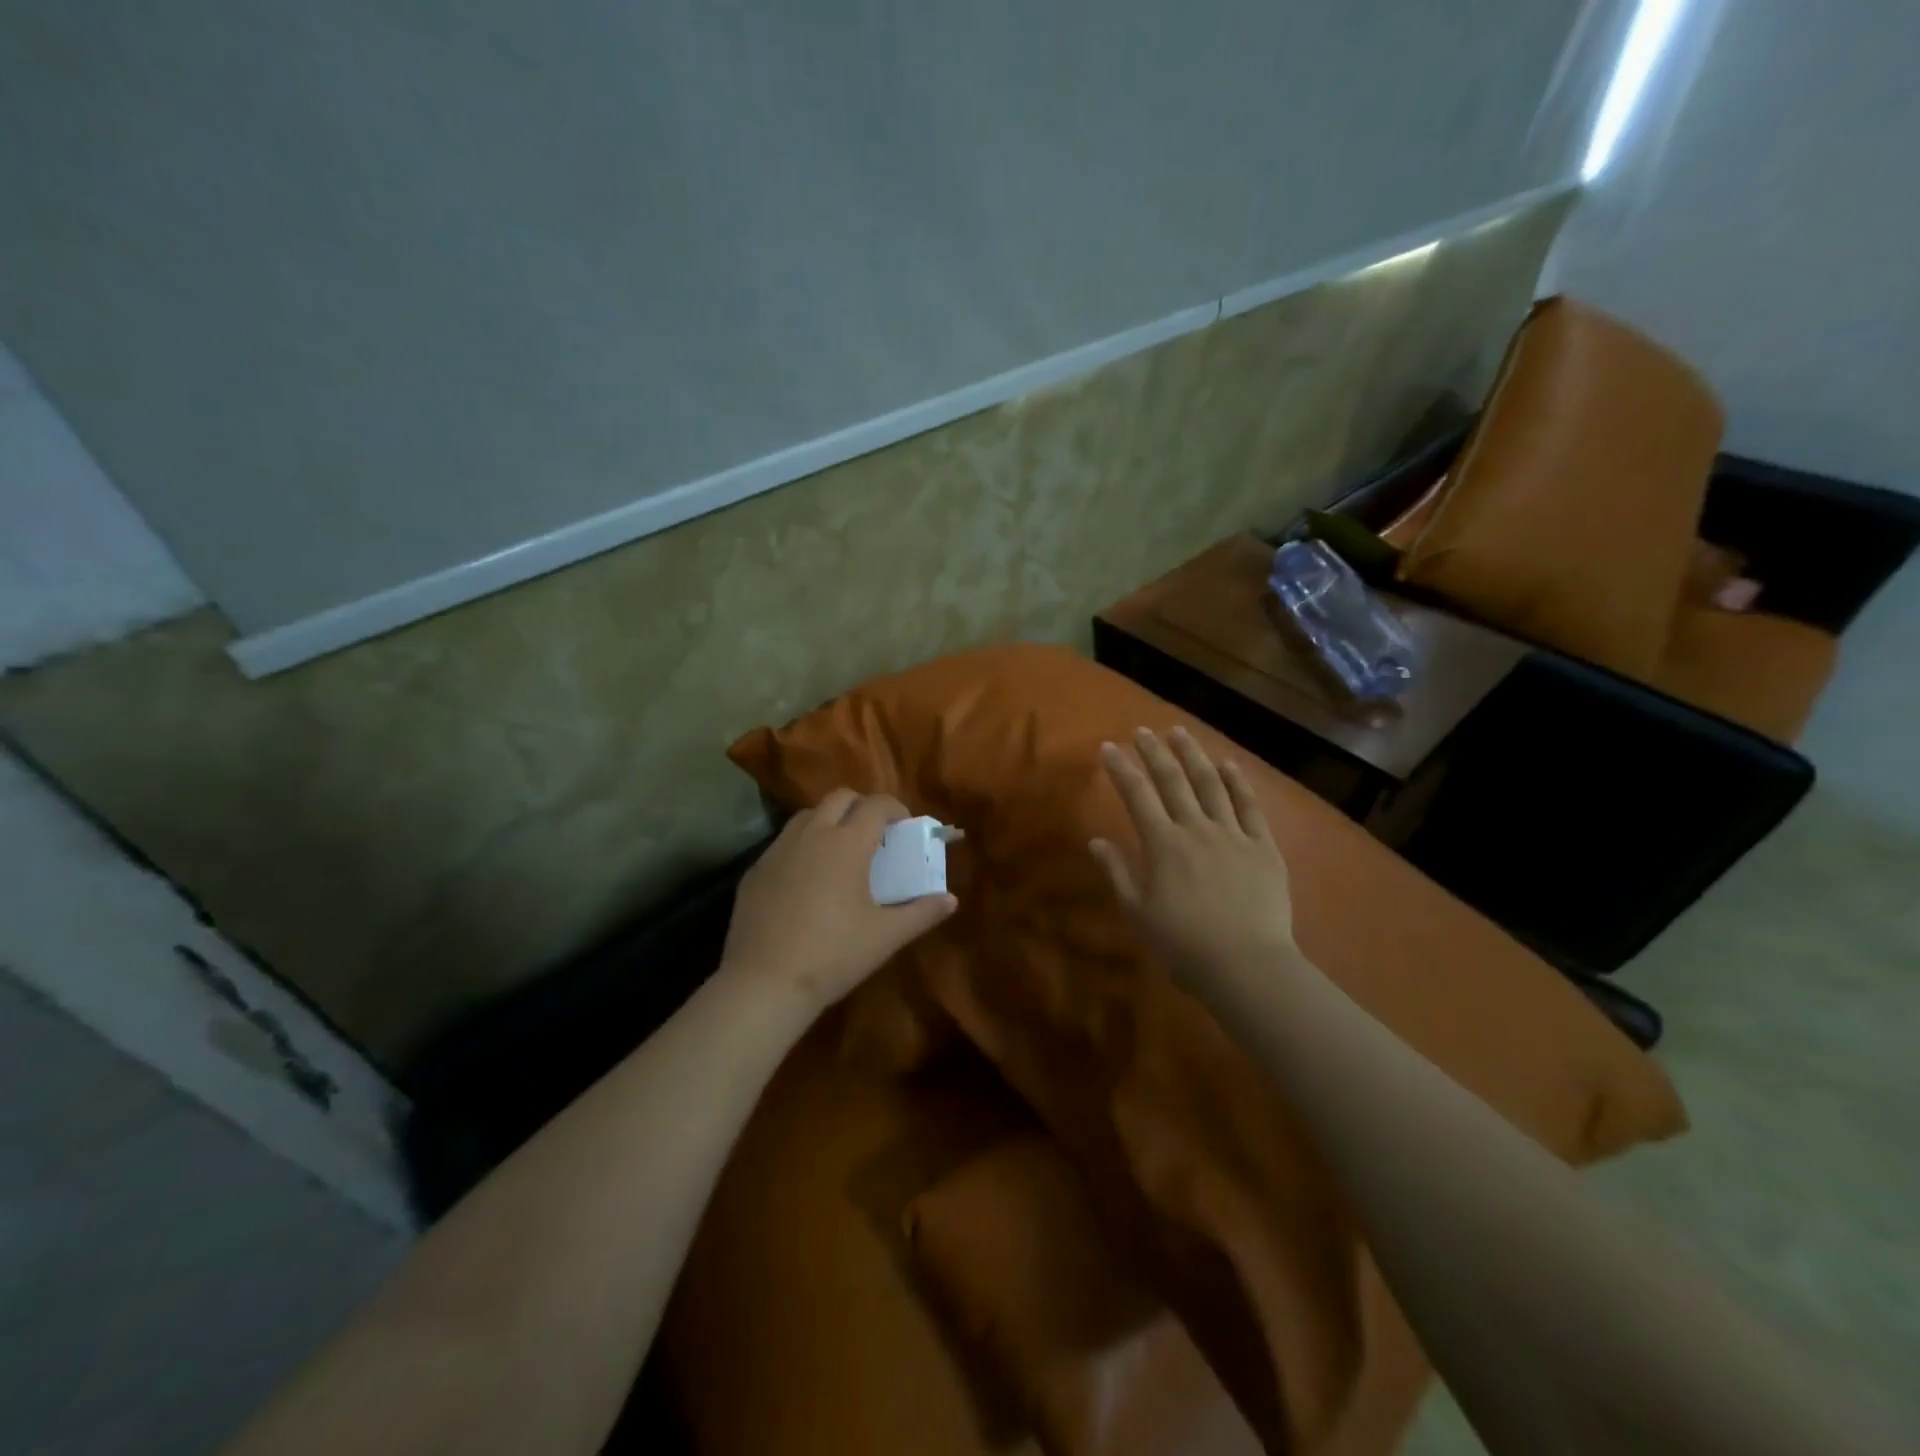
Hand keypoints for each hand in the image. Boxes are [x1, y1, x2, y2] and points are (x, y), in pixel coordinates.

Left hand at [721, 788, 957, 1019]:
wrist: (765, 982)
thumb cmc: (834, 954)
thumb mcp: (886, 936)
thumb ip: (922, 913)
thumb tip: (951, 900)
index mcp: (847, 843)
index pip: (876, 804)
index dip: (895, 808)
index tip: (905, 825)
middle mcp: (812, 834)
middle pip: (840, 797)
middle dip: (862, 806)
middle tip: (875, 834)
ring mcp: (778, 849)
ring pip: (808, 814)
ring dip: (830, 820)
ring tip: (841, 851)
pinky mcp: (756, 870)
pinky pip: (784, 842)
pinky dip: (803, 845)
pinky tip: (807, 878)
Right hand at [1090, 727, 1299, 991]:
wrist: (1246, 966)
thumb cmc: (1184, 945)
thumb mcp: (1138, 914)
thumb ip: (1117, 873)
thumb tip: (1096, 842)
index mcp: (1163, 845)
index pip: (1137, 795)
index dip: (1121, 769)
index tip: (1109, 747)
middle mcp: (1196, 829)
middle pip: (1173, 781)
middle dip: (1154, 752)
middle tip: (1142, 731)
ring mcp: (1233, 835)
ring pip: (1210, 784)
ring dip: (1193, 755)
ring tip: (1180, 732)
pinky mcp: (1263, 847)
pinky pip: (1250, 807)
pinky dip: (1238, 782)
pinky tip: (1229, 764)